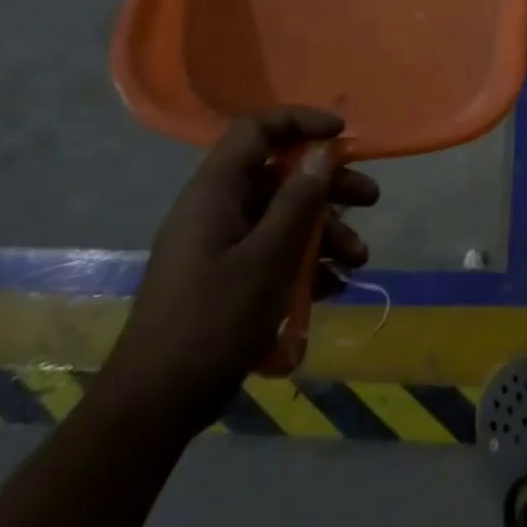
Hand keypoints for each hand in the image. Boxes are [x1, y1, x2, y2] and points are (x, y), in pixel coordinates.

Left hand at [93, 109, 376, 437]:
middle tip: (370, 199)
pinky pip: (274, 252)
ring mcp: (222, 245)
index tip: (342, 134)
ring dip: (326, 232)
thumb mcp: (268, 258)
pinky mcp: (228, 277)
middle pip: (280, 176)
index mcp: (214, 193)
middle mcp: (217, 210)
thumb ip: (299, 201)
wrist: (157, 405)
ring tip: (358, 260)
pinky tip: (333, 286)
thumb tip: (323, 152)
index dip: (300, 122)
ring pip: (283, 217)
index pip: (256, 130)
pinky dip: (306, 263)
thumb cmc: (213, 321)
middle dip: (329, 187)